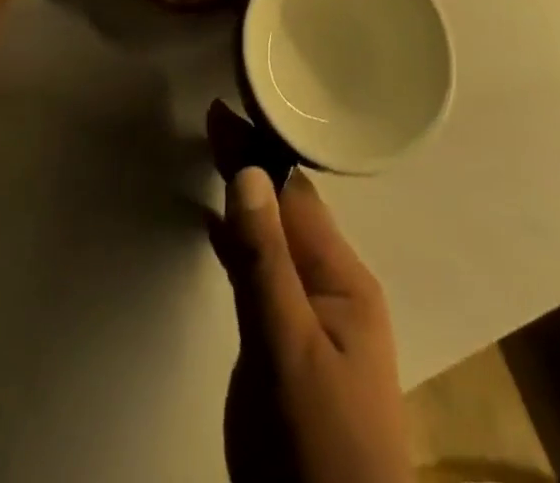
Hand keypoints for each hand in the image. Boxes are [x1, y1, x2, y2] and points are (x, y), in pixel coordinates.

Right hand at [207, 101, 409, 482]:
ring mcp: (315, 319)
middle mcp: (334, 287)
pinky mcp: (293, 348)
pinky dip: (241, 243)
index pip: (295, 194)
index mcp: (344, 277)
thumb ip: (265, 261)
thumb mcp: (287, 350)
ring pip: (275, 238)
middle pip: (287, 209)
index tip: (224, 109)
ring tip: (217, 155)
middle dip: (253, 163)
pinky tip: (220, 230)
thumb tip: (248, 172)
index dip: (259, 150)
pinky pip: (265, 274)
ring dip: (248, 197)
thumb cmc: (318, 450)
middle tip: (215, 121)